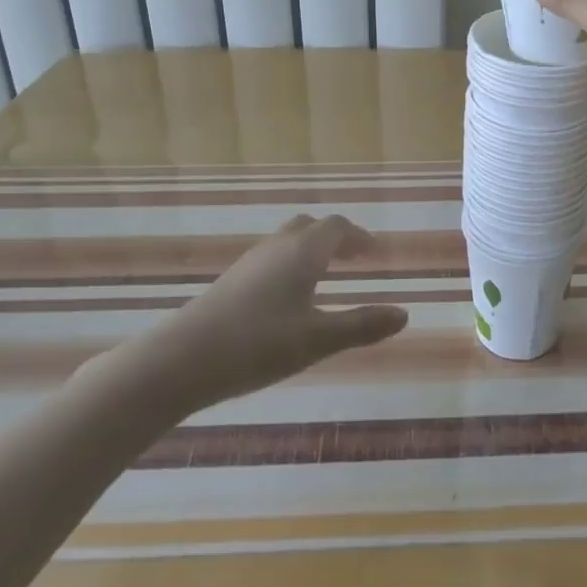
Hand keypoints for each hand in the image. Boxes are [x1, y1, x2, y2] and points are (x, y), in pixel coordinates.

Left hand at [159, 215, 407, 405]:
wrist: (182, 360)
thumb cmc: (258, 344)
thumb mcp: (317, 340)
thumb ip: (362, 326)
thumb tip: (404, 314)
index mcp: (303, 251)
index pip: (337, 227)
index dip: (358, 236)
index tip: (373, 252)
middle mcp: (277, 247)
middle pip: (310, 227)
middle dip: (334, 238)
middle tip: (352, 259)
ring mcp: (249, 263)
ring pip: (287, 242)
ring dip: (310, 251)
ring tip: (324, 277)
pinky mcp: (230, 282)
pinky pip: (270, 260)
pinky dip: (289, 266)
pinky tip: (286, 299)